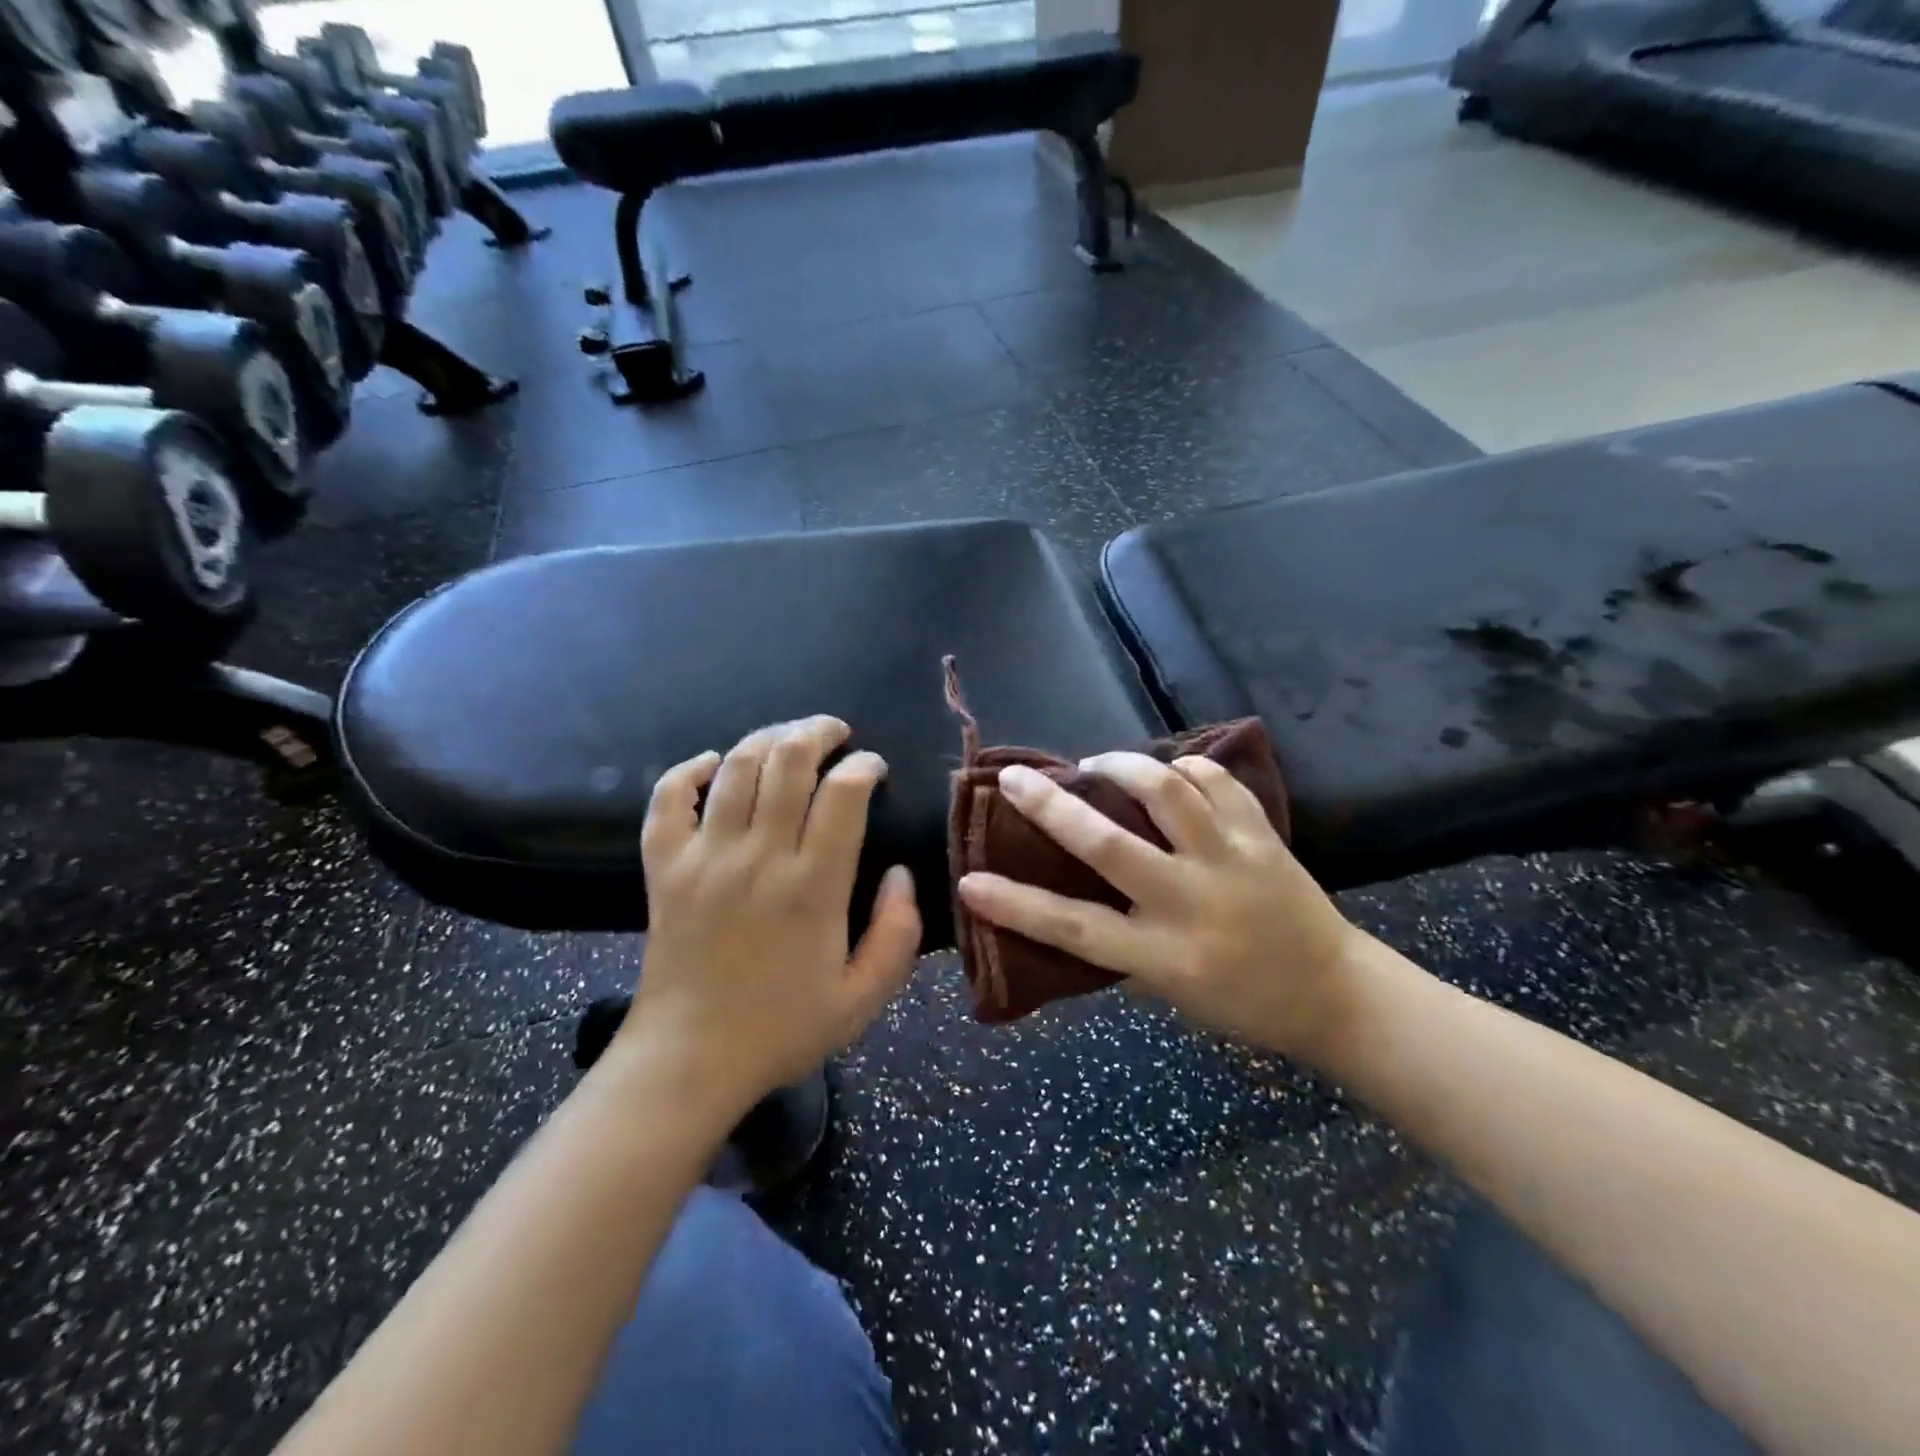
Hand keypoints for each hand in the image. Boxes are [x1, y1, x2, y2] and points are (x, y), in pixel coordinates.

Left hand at [624, 716, 921, 1109]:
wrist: (690, 1061)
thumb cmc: (782, 1029)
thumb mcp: (864, 998)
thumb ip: (898, 933)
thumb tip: (899, 874)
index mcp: (813, 886)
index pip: (843, 794)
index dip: (864, 766)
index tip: (873, 768)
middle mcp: (759, 857)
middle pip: (787, 761)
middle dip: (817, 732)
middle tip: (835, 733)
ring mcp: (705, 857)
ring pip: (736, 767)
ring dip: (767, 738)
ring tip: (789, 738)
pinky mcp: (664, 868)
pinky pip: (668, 800)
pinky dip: (690, 770)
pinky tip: (713, 763)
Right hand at [956, 753, 1365, 1062]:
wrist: (1333, 994)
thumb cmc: (1239, 1003)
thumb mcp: (1169, 990)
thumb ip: (1121, 943)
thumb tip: (1069, 892)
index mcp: (1163, 958)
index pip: (1074, 929)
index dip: (1016, 905)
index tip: (970, 880)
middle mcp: (1191, 905)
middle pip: (1109, 846)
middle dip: (1052, 808)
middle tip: (1015, 779)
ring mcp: (1231, 863)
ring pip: (1167, 793)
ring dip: (1122, 766)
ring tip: (1098, 765)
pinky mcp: (1262, 836)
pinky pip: (1216, 782)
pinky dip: (1185, 767)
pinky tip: (1168, 770)